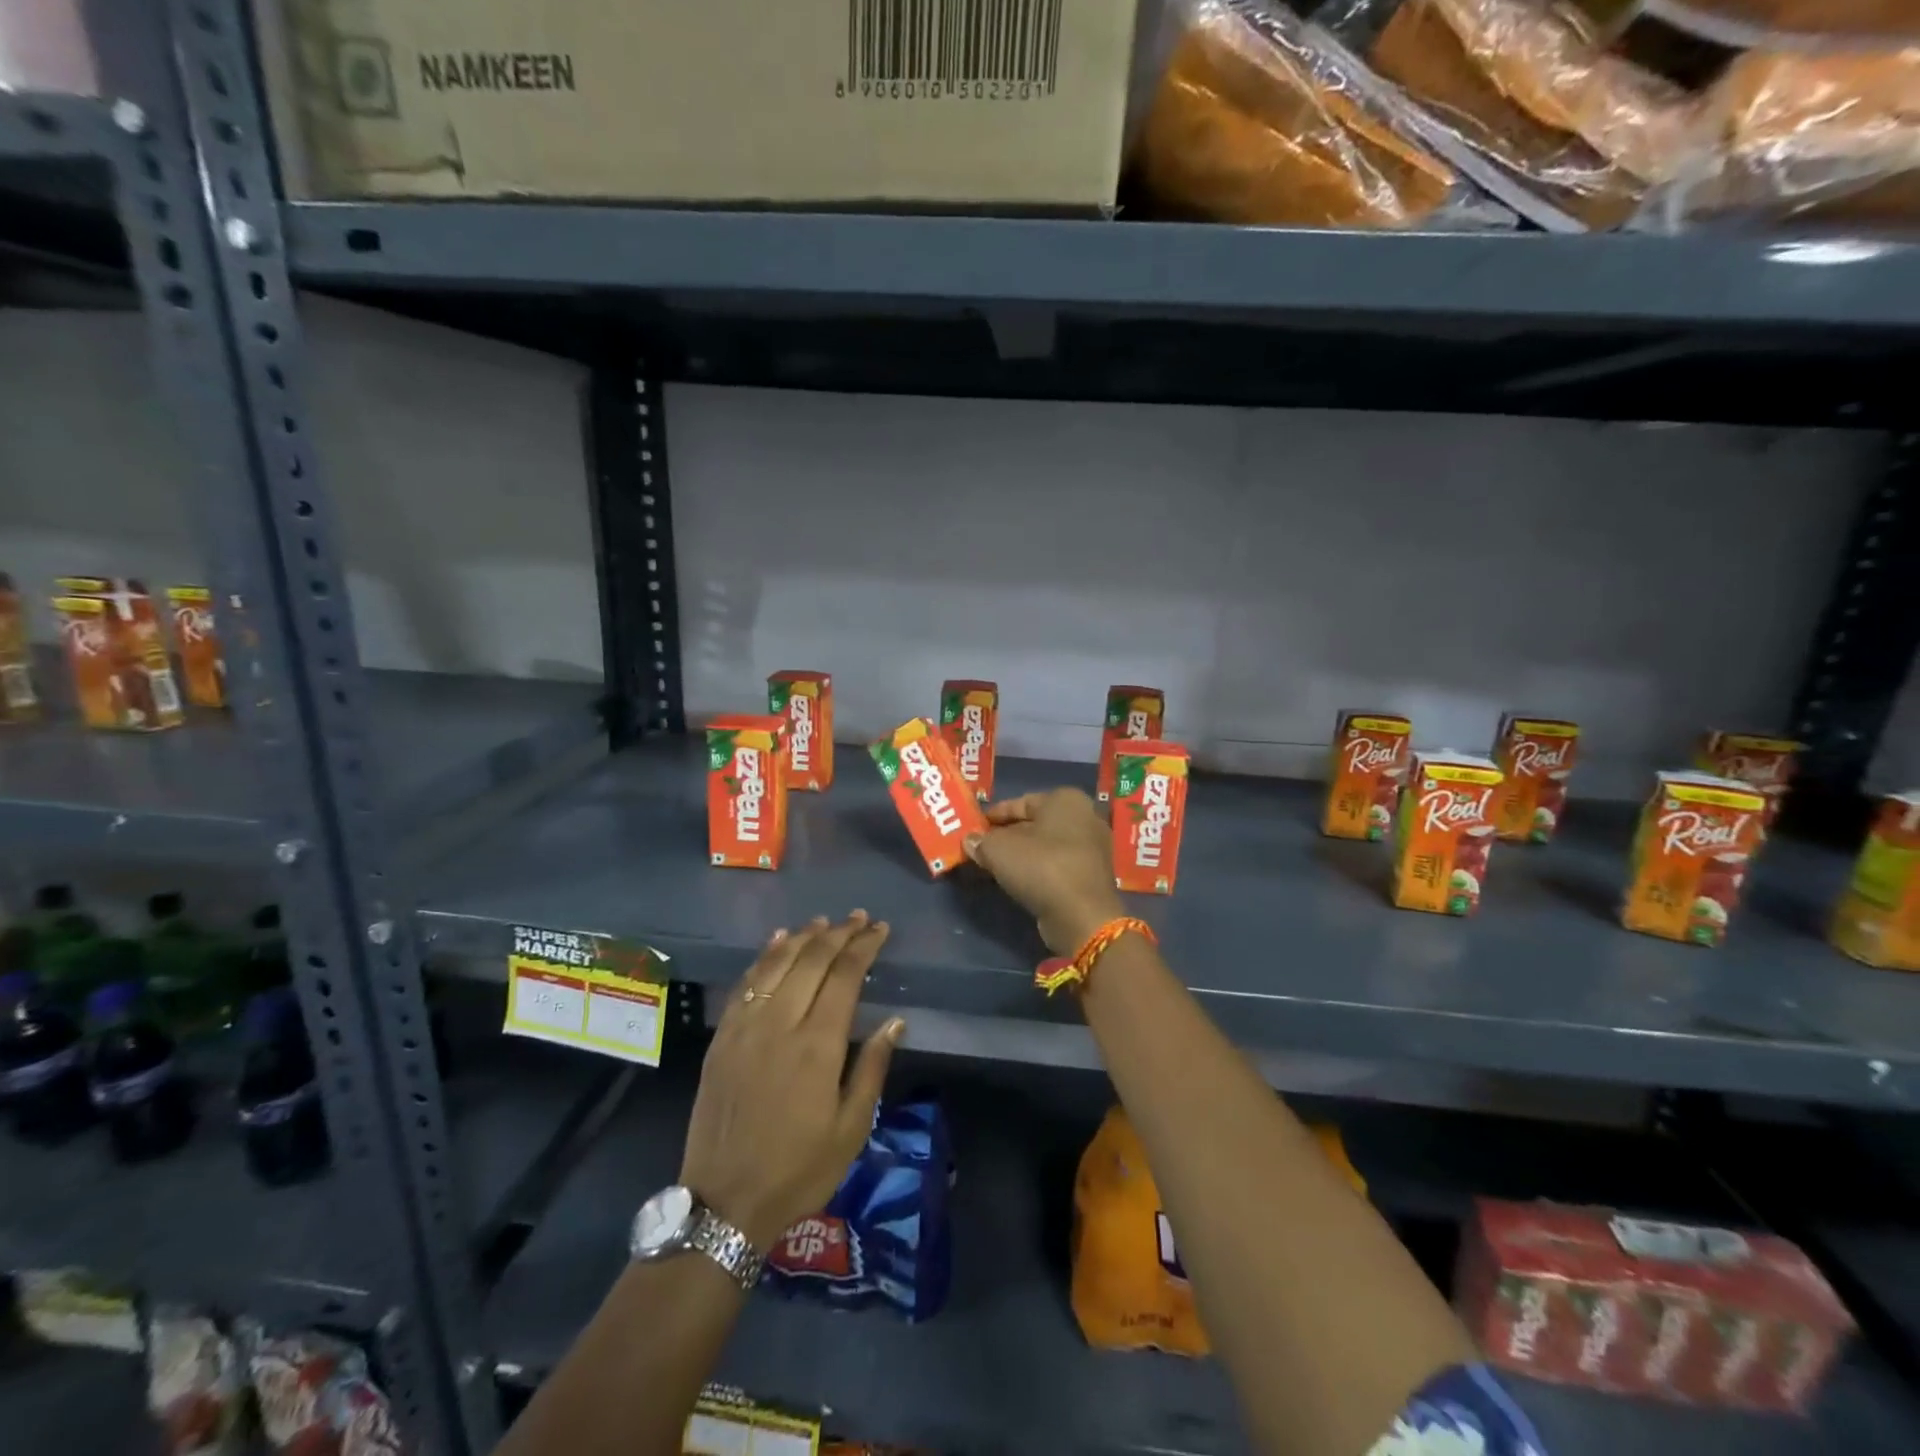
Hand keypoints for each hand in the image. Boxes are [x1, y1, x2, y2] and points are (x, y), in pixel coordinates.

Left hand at [680, 912, 903, 1251]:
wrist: (724, 1203)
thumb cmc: (798, 1170)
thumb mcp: (850, 1129)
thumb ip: (872, 1068)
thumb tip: (895, 1021)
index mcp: (817, 1045)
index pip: (845, 976)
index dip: (864, 947)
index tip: (880, 929)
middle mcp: (780, 1024)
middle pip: (812, 960)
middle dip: (839, 933)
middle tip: (859, 918)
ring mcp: (745, 1027)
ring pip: (777, 963)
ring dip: (803, 937)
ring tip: (824, 922)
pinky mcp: (722, 1037)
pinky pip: (746, 983)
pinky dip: (765, 956)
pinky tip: (778, 941)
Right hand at [964, 788, 1124, 954]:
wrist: (1081, 915)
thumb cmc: (1041, 867)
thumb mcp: (999, 850)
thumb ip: (981, 841)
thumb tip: (970, 841)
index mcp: (1066, 799)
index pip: (1022, 801)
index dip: (996, 814)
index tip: (976, 826)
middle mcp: (1085, 817)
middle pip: (1035, 823)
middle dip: (1007, 835)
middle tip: (982, 846)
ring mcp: (1092, 848)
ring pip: (1046, 846)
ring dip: (1021, 854)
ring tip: (994, 865)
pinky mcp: (1091, 875)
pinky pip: (1057, 864)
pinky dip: (1037, 869)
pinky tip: (1017, 880)